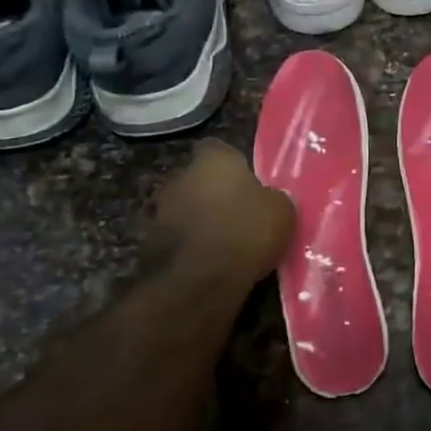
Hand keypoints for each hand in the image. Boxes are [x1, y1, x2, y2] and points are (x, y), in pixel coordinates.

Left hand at [148, 139, 295, 284]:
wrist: (201, 281)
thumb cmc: (246, 232)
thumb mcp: (282, 211)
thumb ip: (273, 198)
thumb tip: (270, 200)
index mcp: (212, 160)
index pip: (218, 149)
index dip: (232, 165)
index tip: (246, 182)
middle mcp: (180, 177)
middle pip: (197, 179)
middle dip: (212, 194)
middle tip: (236, 214)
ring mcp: (159, 210)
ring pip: (183, 209)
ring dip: (197, 221)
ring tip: (220, 243)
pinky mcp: (148, 244)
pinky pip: (174, 239)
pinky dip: (187, 247)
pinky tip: (205, 263)